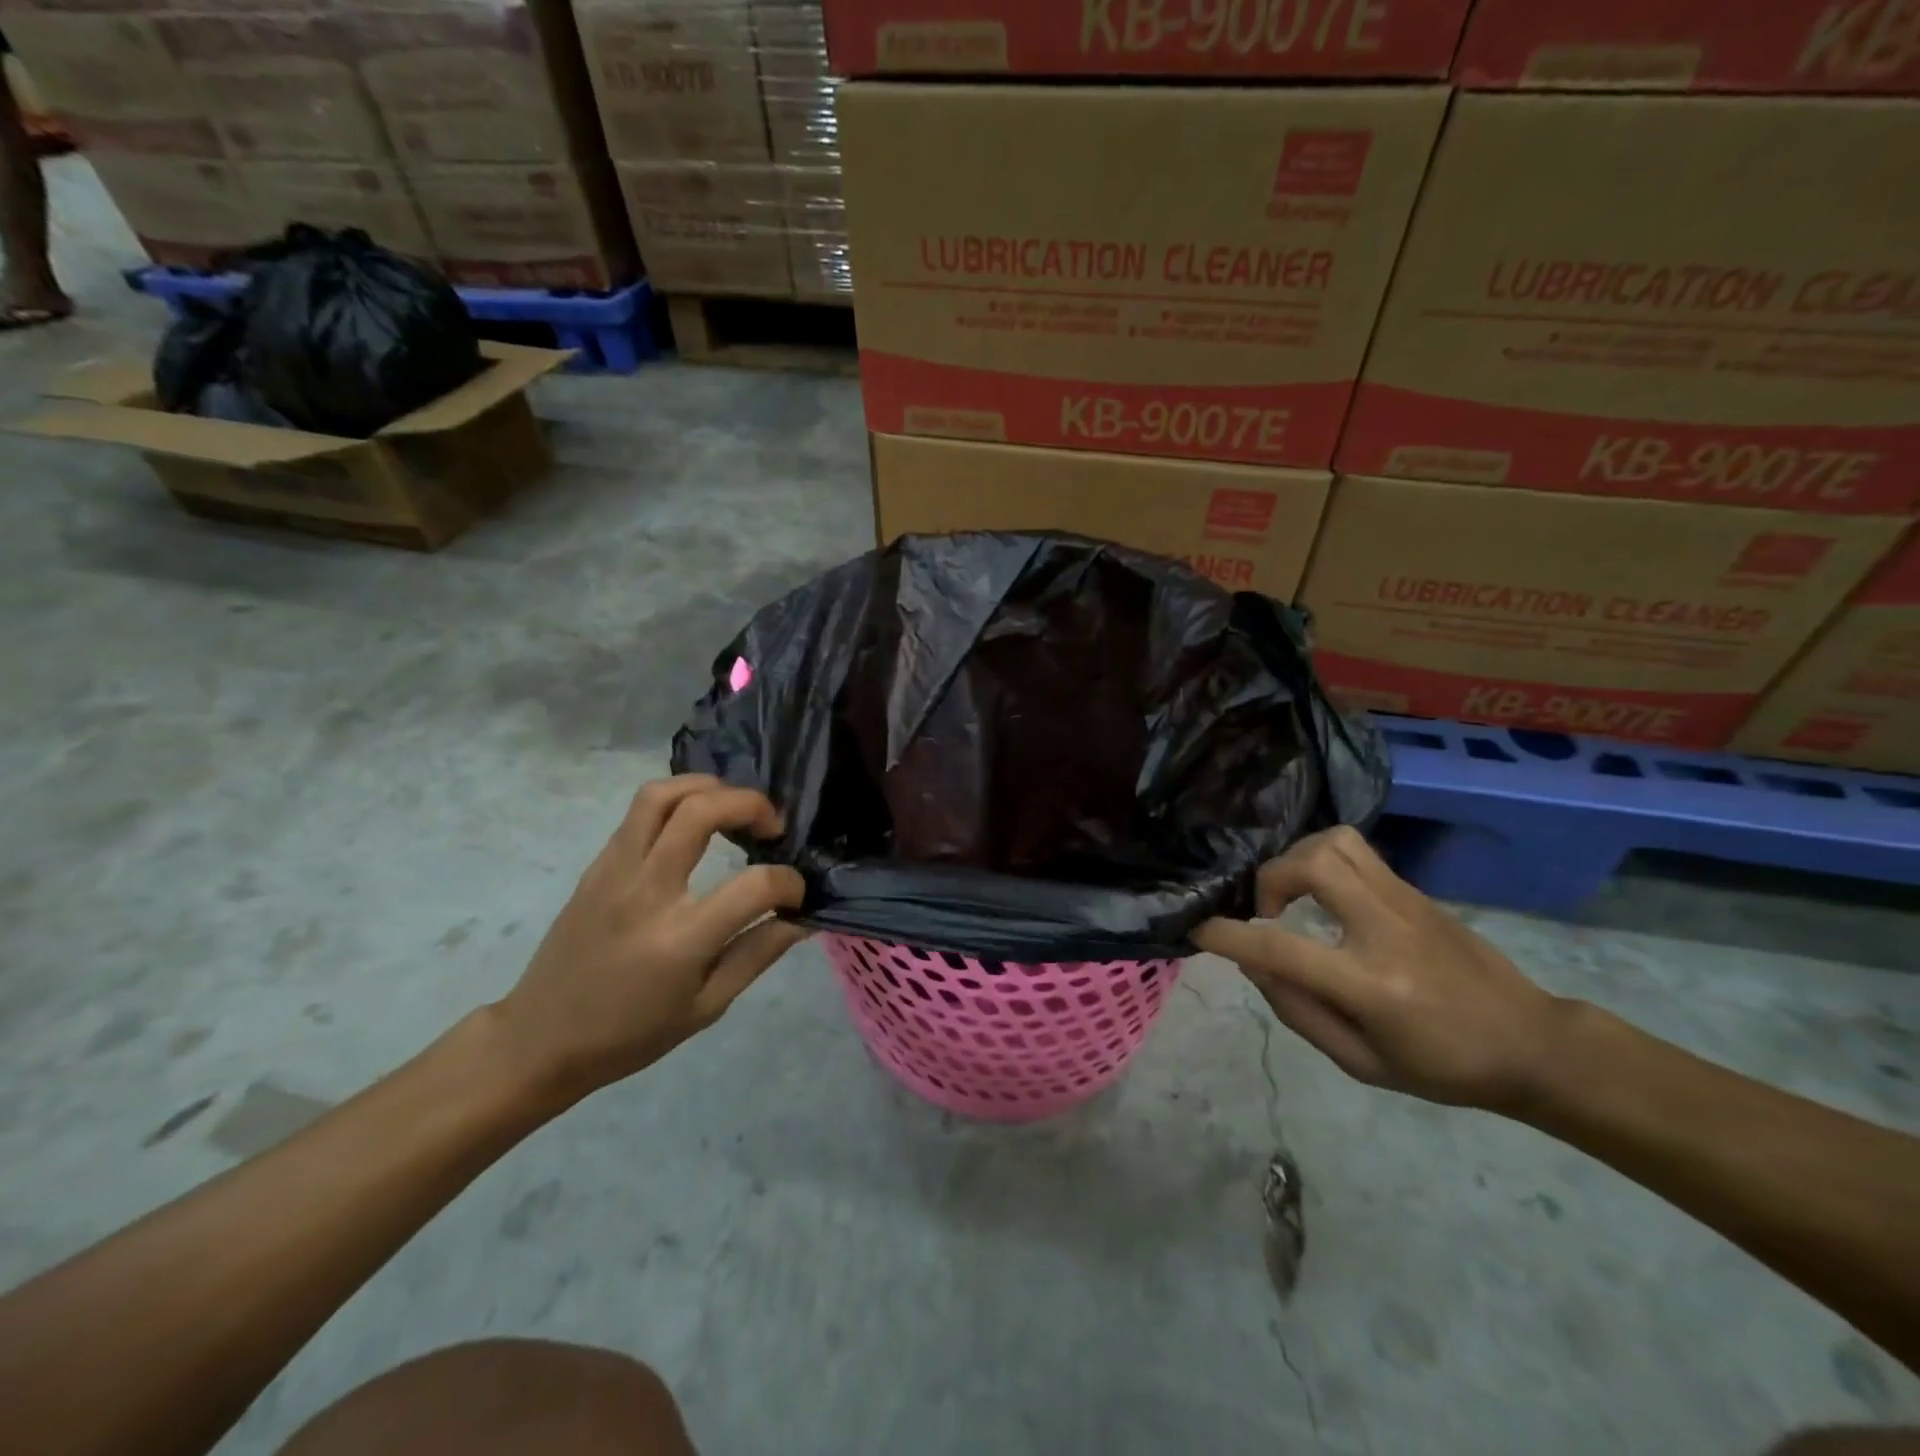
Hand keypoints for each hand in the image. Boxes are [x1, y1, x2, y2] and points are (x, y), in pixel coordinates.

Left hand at [494, 775, 807, 1100]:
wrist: (541, 1039)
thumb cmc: (631, 1034)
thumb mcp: (707, 1007)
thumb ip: (758, 954)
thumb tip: (802, 918)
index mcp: (680, 939)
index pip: (754, 886)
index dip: (789, 883)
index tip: (796, 894)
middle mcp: (647, 892)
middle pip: (701, 811)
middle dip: (751, 804)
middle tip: (771, 827)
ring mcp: (615, 871)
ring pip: (661, 795)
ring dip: (708, 787)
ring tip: (733, 807)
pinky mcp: (597, 865)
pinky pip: (638, 813)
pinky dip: (677, 802)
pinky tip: (694, 823)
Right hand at [1194, 827, 1569, 1111]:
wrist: (1533, 1043)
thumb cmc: (1445, 1067)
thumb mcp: (1363, 1063)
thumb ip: (1299, 1013)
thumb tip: (1253, 965)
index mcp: (1371, 986)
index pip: (1282, 949)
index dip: (1228, 936)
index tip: (1198, 930)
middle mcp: (1385, 929)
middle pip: (1313, 863)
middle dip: (1270, 878)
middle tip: (1267, 913)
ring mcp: (1405, 901)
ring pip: (1336, 841)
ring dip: (1298, 859)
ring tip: (1293, 897)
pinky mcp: (1415, 891)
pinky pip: (1357, 851)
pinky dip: (1323, 861)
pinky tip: (1324, 897)